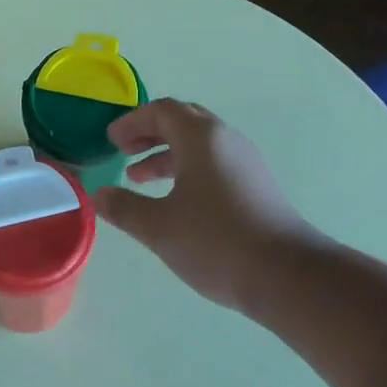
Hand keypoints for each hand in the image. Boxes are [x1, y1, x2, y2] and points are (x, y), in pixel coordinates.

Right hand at [95, 99, 319, 312]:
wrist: (288, 276)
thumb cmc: (216, 242)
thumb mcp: (159, 227)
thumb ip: (124, 208)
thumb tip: (98, 196)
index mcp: (200, 138)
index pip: (162, 110)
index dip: (132, 121)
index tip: (111, 140)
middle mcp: (225, 140)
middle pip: (182, 121)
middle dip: (149, 133)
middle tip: (124, 151)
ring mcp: (245, 162)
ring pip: (199, 144)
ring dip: (167, 154)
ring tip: (140, 178)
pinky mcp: (256, 185)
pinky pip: (214, 162)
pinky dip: (187, 169)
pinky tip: (176, 200)